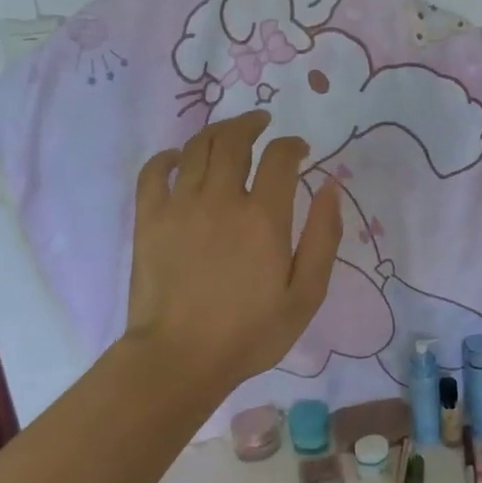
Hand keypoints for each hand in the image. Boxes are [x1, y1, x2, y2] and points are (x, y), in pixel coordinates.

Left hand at [123, 111, 341, 404]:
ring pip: (196, 149)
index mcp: (264, 217)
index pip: (280, 158)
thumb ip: (323, 238)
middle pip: (234, 140)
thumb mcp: (306, 295)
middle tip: (262, 123)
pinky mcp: (149, 220)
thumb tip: (331, 188)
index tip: (300, 149)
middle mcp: (222, 199)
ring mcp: (180, 206)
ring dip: (216, 133)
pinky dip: (168, 157)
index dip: (292, 145)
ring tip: (228, 134)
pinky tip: (177, 158)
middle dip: (251, 124)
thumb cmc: (250, 332)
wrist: (180, 359)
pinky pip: (154, 172)